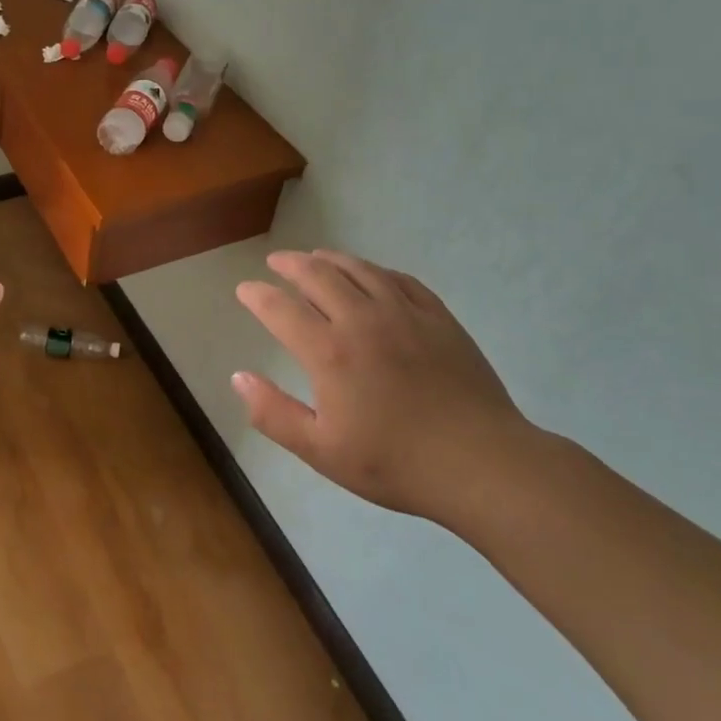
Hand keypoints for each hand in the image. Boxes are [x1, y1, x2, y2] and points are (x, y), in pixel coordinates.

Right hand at [233, 250, 533, 526]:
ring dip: (330, 258)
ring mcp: (404, 313)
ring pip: (359, 269)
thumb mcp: (322, 451)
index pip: (281, 309)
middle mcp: (362, 320)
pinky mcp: (437, 317)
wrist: (482, 463)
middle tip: (276, 261)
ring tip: (316, 256)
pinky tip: (371, 274)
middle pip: (318, 275)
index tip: (245, 289)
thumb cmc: (396, 462)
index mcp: (329, 352)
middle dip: (290, 264)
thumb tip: (238, 377)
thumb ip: (273, 413)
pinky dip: (375, 270)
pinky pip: (399, 279)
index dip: (257, 295)